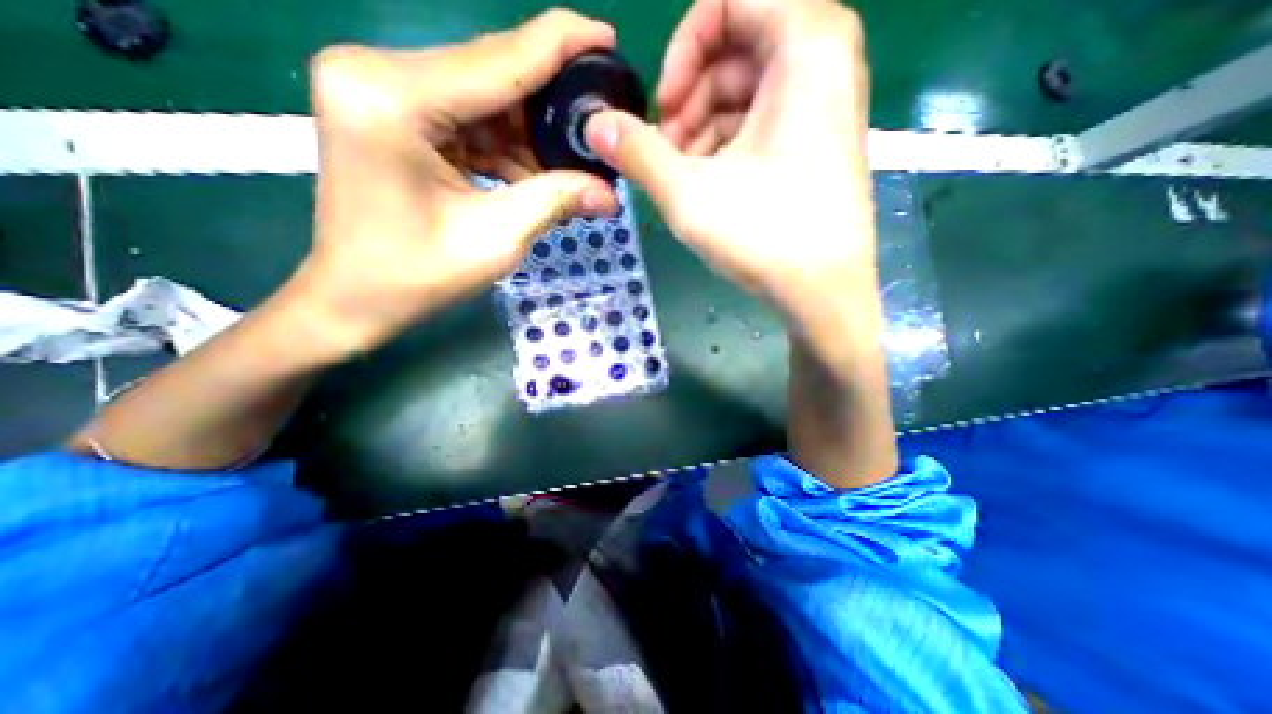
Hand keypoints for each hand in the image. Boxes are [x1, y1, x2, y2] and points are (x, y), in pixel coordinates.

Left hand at [290, 12, 624, 356]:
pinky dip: (507, 148)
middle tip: (598, 124)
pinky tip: (537, 175)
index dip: (560, 45)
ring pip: (484, 100)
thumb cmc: (418, 277)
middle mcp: (378, 73)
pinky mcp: (393, 115)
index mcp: (392, 98)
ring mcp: (381, 91)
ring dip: (532, 134)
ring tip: (573, 165)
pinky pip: (468, 120)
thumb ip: (555, 201)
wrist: (356, 298)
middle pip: (491, 76)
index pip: (498, 60)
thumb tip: (610, 193)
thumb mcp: (497, 238)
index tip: (607, 37)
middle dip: (550, 103)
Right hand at [583, 1, 874, 350]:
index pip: (729, 0)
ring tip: (682, 176)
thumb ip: (637, 151)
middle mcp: (826, 60)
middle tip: (666, 150)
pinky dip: (727, 144)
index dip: (683, 49)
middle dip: (690, 97)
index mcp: (807, 44)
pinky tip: (709, 183)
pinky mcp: (818, 142)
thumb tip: (593, 125)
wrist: (823, 292)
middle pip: (736, 48)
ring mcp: (825, 104)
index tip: (664, 107)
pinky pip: (762, 121)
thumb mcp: (688, 192)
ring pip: (746, 90)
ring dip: (703, 127)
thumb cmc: (764, 235)